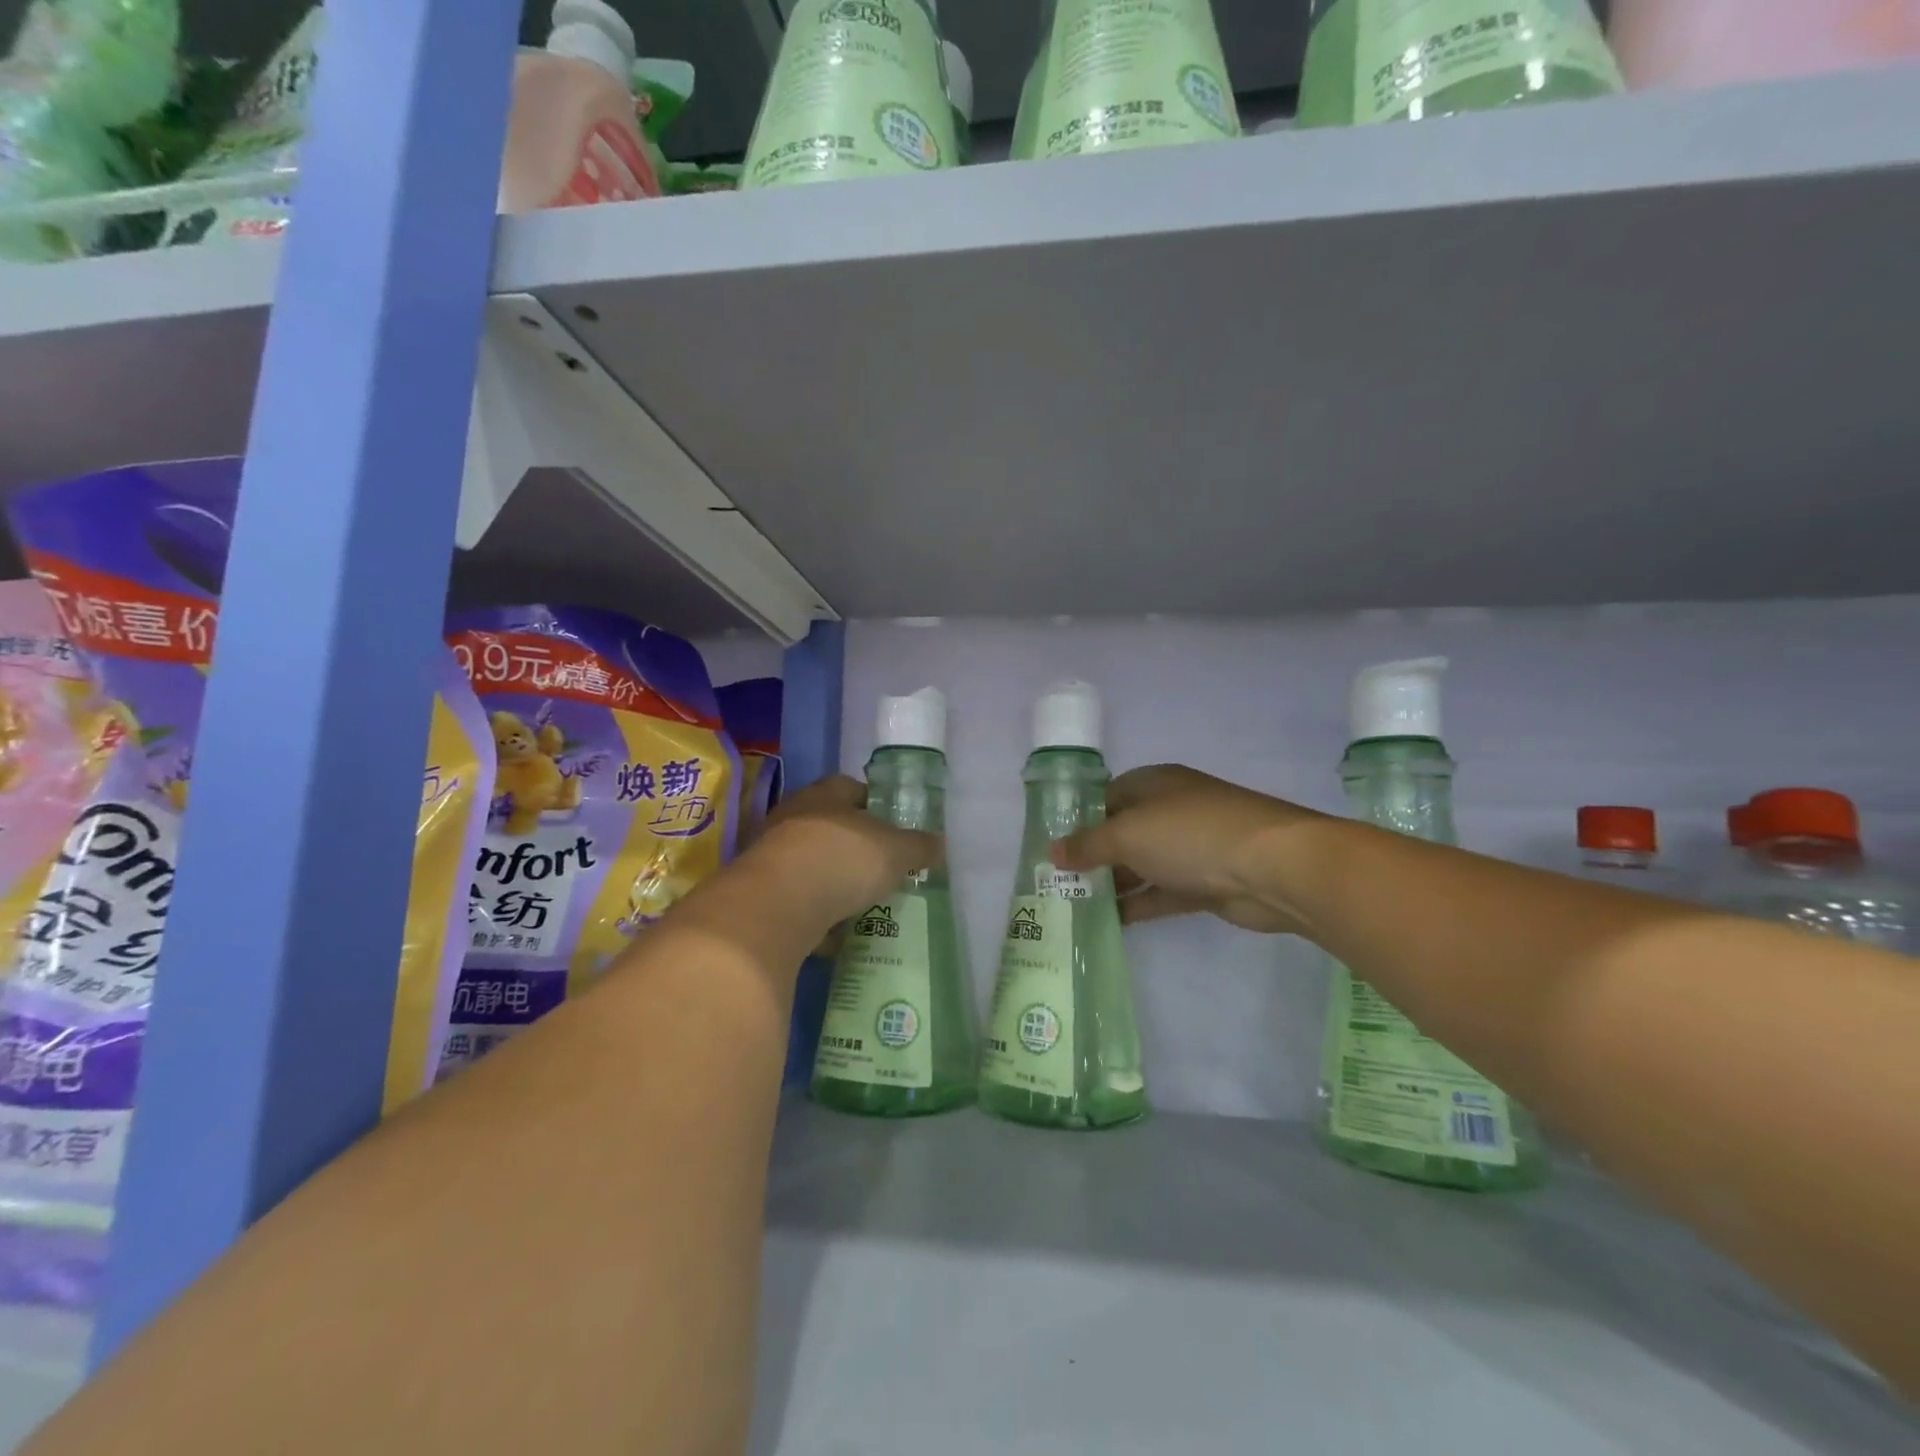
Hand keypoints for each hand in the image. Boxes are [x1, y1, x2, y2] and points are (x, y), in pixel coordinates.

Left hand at [752, 775, 941, 930]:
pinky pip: (798, 899)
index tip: (894, 828)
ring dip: (834, 881)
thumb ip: (918, 847)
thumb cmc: (841, 859)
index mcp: (825, 794)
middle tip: (882, 868)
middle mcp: (794, 817)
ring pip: (813, 864)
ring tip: (863, 902)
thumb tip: (939, 844)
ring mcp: (773, 855)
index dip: (874, 805)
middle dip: (855, 847)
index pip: (851, 788)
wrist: (775, 906)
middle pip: (830, 826)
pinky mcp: (762, 893)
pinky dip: (816, 913)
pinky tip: (836, 932)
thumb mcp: (895, 852)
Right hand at [1050, 765, 1322, 933]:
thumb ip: (1088, 845)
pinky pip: (1162, 893)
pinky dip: (1138, 905)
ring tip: (1075, 906)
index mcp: (1153, 784)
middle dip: (1093, 856)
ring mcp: (1190, 848)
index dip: (1079, 820)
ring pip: (1141, 865)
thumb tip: (1051, 852)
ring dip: (1113, 884)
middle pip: (1122, 832)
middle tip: (1057, 883)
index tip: (1052, 848)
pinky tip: (1110, 922)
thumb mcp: (1128, 834)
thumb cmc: (1191, 835)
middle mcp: (1171, 811)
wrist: (1273, 867)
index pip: (1106, 797)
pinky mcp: (1204, 884)